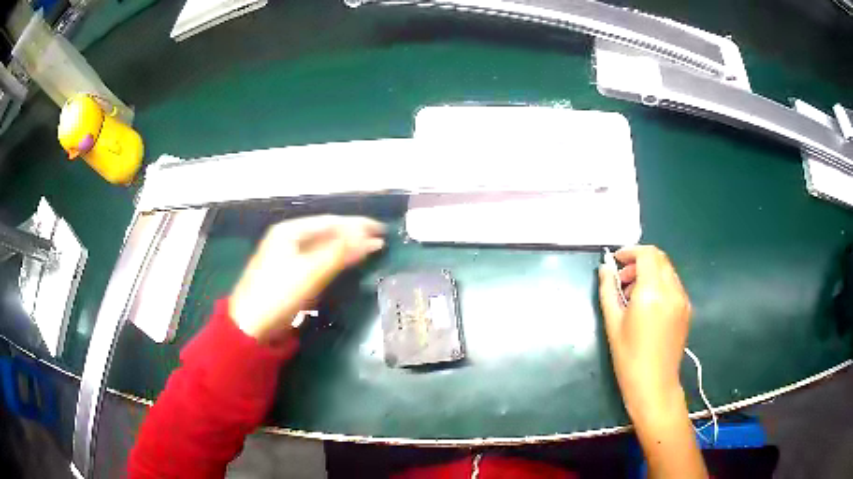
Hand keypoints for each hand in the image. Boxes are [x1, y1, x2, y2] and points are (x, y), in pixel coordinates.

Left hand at [230, 215, 384, 343]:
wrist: (251, 327)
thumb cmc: (278, 293)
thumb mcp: (311, 271)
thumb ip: (341, 253)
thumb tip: (372, 239)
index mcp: (290, 231)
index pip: (330, 222)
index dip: (357, 224)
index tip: (382, 230)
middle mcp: (288, 239)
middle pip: (326, 233)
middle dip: (353, 235)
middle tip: (380, 239)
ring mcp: (287, 258)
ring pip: (322, 248)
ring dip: (345, 248)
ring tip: (368, 250)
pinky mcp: (289, 276)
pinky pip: (317, 262)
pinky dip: (334, 262)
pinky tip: (345, 266)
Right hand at [598, 245, 691, 420]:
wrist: (654, 385)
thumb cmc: (629, 357)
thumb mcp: (612, 323)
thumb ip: (608, 290)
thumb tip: (604, 269)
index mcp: (652, 292)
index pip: (647, 254)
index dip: (630, 252)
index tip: (616, 262)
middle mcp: (671, 290)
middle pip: (659, 258)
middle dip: (639, 261)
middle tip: (622, 280)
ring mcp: (682, 299)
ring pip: (667, 270)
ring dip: (650, 272)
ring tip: (633, 295)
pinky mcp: (687, 309)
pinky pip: (673, 285)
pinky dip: (660, 284)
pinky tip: (648, 305)